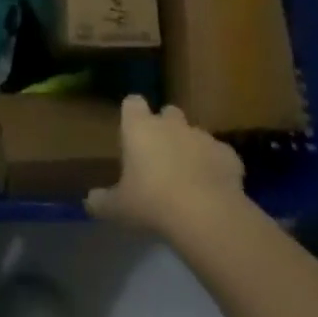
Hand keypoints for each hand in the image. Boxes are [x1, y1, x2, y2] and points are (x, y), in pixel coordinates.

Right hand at [86, 95, 246, 239]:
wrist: (205, 214)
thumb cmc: (151, 203)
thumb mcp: (118, 208)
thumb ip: (102, 201)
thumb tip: (89, 201)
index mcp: (139, 128)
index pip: (132, 103)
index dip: (132, 115)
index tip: (132, 132)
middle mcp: (171, 124)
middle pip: (168, 113)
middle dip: (166, 128)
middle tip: (161, 157)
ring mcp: (202, 136)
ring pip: (195, 134)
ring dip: (191, 149)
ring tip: (189, 178)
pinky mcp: (228, 154)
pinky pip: (219, 155)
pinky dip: (216, 167)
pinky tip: (214, 189)